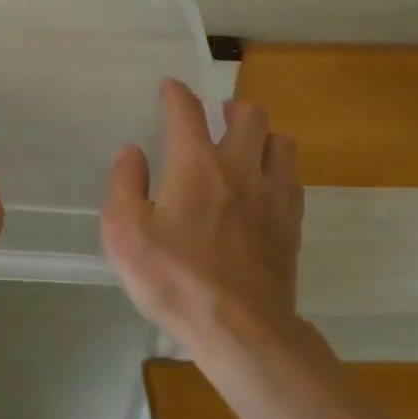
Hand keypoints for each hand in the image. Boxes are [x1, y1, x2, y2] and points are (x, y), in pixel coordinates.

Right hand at [102, 80, 304, 350]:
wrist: (243, 330)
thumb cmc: (175, 278)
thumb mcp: (125, 233)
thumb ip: (124, 184)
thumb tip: (132, 152)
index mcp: (196, 163)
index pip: (187, 110)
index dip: (177, 93)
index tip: (170, 88)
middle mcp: (239, 166)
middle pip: (249, 114)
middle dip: (231, 108)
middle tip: (217, 119)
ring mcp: (272, 194)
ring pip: (281, 142)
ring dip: (263, 137)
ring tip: (247, 148)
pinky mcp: (293, 224)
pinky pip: (293, 178)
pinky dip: (279, 171)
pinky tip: (265, 187)